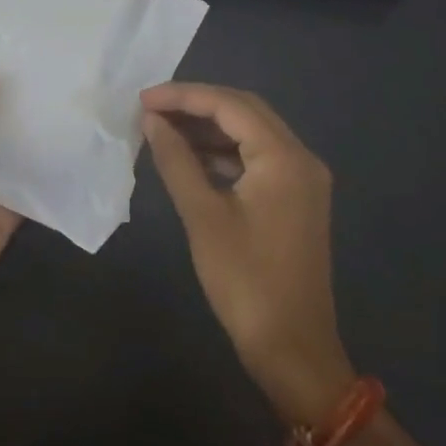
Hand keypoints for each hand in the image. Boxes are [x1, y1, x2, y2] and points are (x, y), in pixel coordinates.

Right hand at [142, 82, 354, 424]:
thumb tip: (152, 120)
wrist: (293, 349)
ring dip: (209, 127)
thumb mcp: (202, 216)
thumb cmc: (244, 281)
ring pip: (252, 133)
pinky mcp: (296, 199)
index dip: (184, 96)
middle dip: (197, 105)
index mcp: (284, 157)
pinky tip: (191, 157)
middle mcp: (301, 158)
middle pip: (245, 111)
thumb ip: (176, 160)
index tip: (143, 98)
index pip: (230, 105)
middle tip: (151, 108)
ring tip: (163, 128)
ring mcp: (302, 179)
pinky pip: (258, 158)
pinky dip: (224, 151)